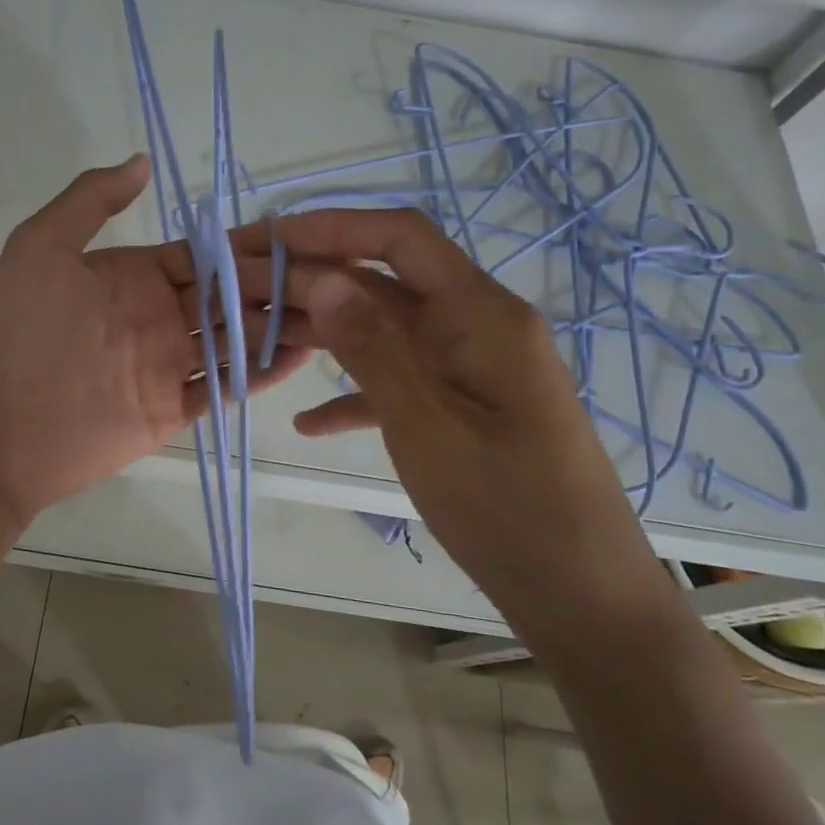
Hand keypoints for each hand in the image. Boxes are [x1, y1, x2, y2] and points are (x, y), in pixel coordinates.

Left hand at [0, 155, 311, 527]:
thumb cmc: (12, 333)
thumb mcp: (39, 248)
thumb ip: (90, 200)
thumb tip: (142, 160)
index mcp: (134, 275)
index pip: (204, 255)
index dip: (248, 245)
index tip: (299, 234)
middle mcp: (158, 315)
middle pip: (231, 295)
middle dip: (279, 284)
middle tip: (335, 276)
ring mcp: (168, 364)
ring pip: (236, 339)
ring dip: (281, 326)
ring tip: (335, 313)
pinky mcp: (172, 409)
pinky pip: (225, 387)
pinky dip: (260, 373)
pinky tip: (300, 357)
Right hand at [241, 208, 658, 629]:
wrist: (582, 598)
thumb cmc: (508, 510)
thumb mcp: (426, 426)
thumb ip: (373, 347)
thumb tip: (321, 276)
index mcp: (480, 314)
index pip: (401, 237)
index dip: (332, 226)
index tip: (268, 237)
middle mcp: (477, 326)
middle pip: (384, 282)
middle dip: (313, 281)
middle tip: (243, 294)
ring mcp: (471, 369)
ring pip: (386, 331)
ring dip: (327, 334)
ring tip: (259, 341)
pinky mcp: (464, 409)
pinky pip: (400, 382)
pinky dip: (354, 392)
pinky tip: (307, 421)